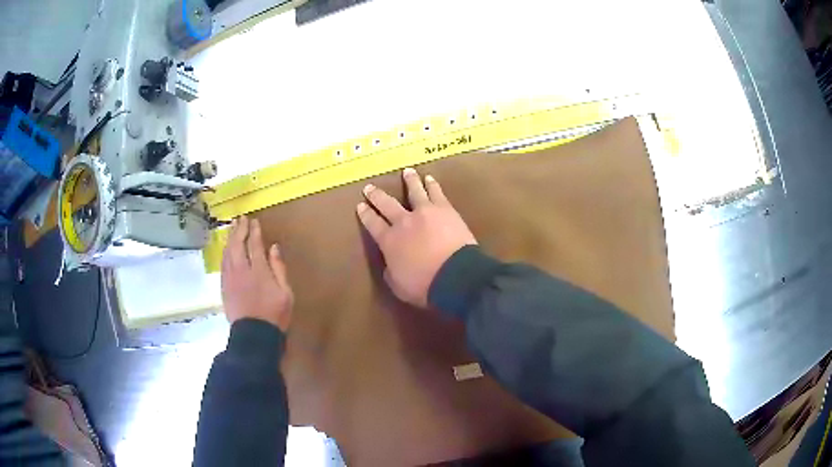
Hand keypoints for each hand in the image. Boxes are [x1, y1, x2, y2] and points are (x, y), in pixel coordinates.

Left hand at [221, 215, 292, 330]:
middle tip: (241, 219)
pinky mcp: (224, 286)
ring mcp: (230, 278)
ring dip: (230, 239)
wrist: (254, 335)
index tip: (254, 221)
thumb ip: (279, 268)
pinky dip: (225, 252)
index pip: (254, 245)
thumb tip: (274, 247)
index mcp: (259, 271)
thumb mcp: (286, 293)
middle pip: (237, 245)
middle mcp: (241, 270)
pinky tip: (226, 249)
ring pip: (227, 252)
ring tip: (232, 229)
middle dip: (239, 230)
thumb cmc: (274, 315)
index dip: (254, 232)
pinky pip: (223, 263)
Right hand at [357, 168, 477, 307]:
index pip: (373, 224)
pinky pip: (436, 193)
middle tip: (370, 187)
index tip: (360, 206)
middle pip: (387, 204)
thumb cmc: (425, 285)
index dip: (365, 215)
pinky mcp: (444, 209)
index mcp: (389, 241)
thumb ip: (391, 271)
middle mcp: (404, 222)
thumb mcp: (398, 285)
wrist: (456, 275)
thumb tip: (390, 264)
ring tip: (406, 172)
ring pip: (414, 191)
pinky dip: (432, 185)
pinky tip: (429, 179)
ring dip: (409, 181)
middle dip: (377, 196)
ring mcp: (425, 212)